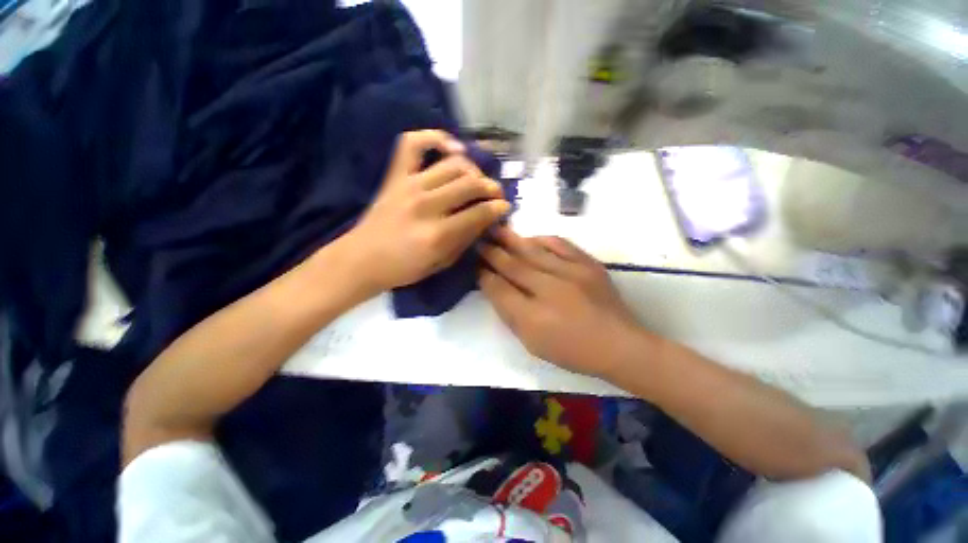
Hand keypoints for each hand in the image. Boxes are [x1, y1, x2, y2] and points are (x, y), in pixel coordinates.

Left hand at [345, 130, 509, 293]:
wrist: (361, 259)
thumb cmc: (404, 268)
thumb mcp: (442, 263)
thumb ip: (465, 240)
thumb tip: (485, 220)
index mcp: (438, 234)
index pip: (480, 213)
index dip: (498, 208)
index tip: (504, 208)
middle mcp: (426, 205)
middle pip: (470, 184)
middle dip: (491, 187)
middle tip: (495, 194)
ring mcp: (409, 185)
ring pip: (453, 163)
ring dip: (473, 169)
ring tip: (477, 179)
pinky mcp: (395, 175)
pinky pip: (414, 143)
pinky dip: (435, 137)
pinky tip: (451, 147)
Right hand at [478, 227, 641, 377]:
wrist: (619, 344)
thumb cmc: (572, 350)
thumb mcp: (533, 343)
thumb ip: (511, 315)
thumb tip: (495, 288)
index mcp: (533, 318)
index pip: (499, 290)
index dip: (484, 275)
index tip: (474, 264)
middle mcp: (550, 291)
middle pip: (513, 266)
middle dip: (492, 252)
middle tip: (478, 240)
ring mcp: (571, 274)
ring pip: (533, 251)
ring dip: (512, 240)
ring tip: (496, 229)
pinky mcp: (588, 264)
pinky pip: (560, 244)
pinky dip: (542, 239)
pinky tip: (530, 237)